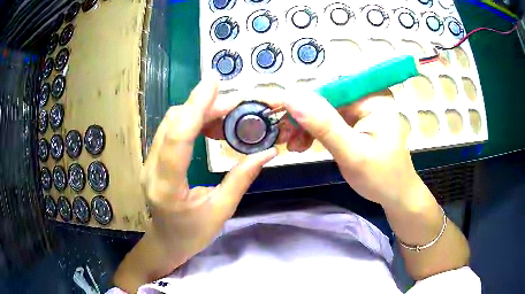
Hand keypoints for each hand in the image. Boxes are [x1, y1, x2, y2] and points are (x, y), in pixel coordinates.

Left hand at [141, 79, 276, 258]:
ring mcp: (148, 164)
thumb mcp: (221, 211)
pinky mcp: (151, 160)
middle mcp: (152, 171)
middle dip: (202, 105)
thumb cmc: (193, 234)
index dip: (195, 106)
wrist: (166, 242)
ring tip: (224, 112)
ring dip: (196, 111)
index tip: (213, 83)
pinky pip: (169, 131)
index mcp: (168, 188)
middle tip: (233, 103)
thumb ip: (241, 179)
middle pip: (172, 124)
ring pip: (169, 124)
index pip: (178, 139)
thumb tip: (267, 152)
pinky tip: (208, 123)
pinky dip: (189, 120)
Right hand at [284, 89, 419, 207]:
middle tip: (283, 137)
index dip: (301, 100)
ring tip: (293, 146)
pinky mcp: (356, 121)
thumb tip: (292, 97)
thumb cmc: (381, 177)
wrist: (395, 195)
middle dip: (302, 118)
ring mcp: (361, 109)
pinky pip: (329, 121)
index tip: (277, 114)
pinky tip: (303, 144)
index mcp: (373, 97)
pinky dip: (314, 132)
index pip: (330, 89)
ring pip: (324, 111)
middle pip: (325, 99)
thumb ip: (324, 125)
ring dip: (305, 127)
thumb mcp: (352, 153)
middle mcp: (367, 97)